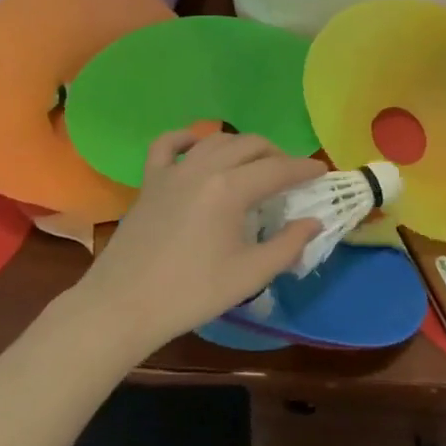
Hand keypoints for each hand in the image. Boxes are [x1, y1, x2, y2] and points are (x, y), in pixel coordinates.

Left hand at [71, 130, 325, 360]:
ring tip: (255, 163)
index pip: (278, 169)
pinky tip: (198, 144)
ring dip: (242, 146)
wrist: (123, 306)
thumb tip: (313, 222)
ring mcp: (173, 171)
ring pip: (216, 140)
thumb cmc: (191, 293)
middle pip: (250, 145)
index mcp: (231, 189)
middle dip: (277, 154)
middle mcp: (204, 168)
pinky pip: (168, 145)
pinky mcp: (150, 181)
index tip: (322, 171)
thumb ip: (288, 245)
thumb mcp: (250, 275)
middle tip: (291, 174)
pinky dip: (188, 138)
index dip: (304, 168)